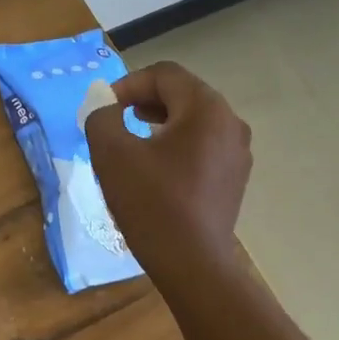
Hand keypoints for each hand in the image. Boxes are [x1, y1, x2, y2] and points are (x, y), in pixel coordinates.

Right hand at [84, 61, 251, 283]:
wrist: (192, 264)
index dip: (128, 84)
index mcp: (206, 109)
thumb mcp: (112, 154)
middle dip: (144, 101)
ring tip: (132, 142)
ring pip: (193, 121)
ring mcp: (237, 153)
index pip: (164, 75)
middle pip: (182, 94)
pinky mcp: (234, 178)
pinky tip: (155, 170)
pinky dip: (176, 146)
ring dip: (159, 123)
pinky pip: (202, 146)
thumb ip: (101, 117)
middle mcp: (230, 123)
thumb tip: (104, 105)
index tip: (103, 108)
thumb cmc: (151, 204)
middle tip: (115, 121)